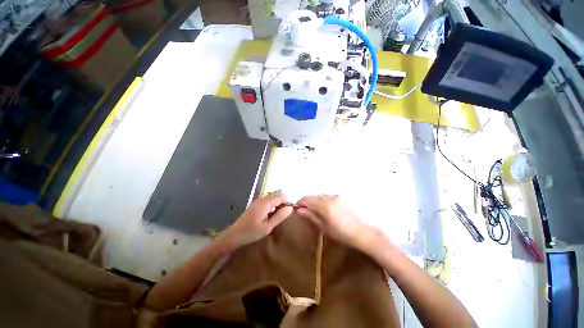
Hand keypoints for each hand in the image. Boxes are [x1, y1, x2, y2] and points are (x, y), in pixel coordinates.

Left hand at [216, 191, 292, 250]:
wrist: (234, 235)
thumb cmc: (251, 232)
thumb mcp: (267, 227)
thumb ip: (279, 216)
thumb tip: (290, 208)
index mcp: (265, 203)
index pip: (281, 196)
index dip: (288, 201)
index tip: (290, 211)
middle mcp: (262, 198)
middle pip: (277, 193)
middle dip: (284, 201)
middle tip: (285, 213)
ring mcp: (258, 200)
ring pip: (273, 196)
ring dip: (278, 202)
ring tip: (279, 214)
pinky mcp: (256, 203)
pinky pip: (268, 199)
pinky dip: (273, 203)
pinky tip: (272, 214)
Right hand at [296, 195, 374, 249]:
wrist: (363, 232)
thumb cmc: (342, 234)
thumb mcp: (324, 227)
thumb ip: (311, 216)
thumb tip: (299, 210)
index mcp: (324, 206)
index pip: (306, 199)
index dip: (300, 203)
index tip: (298, 208)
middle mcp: (329, 197)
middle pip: (312, 195)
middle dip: (307, 201)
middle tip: (305, 210)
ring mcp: (336, 195)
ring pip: (320, 195)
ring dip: (315, 200)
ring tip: (316, 210)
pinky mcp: (341, 197)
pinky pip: (327, 195)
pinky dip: (323, 199)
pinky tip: (326, 208)